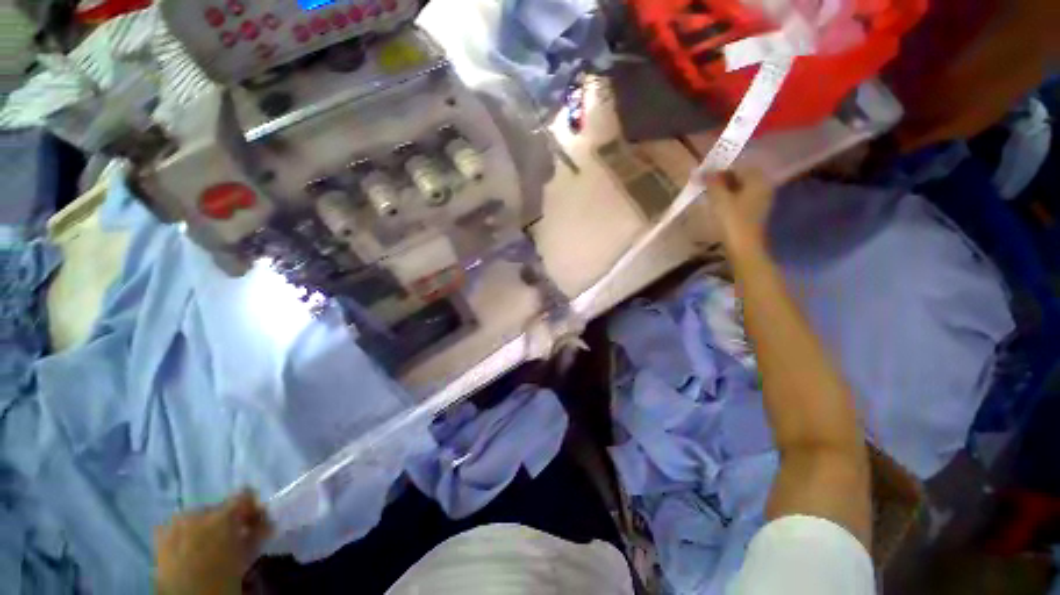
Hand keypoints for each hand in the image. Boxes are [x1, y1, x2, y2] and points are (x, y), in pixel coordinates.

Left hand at [155, 491, 272, 594]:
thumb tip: (267, 519)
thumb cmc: (221, 576)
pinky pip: (178, 524)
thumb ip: (258, 532)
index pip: (245, 494)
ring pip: (199, 515)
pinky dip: (187, 532)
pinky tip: (190, 548)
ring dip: (207, 526)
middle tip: (232, 538)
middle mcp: (200, 511)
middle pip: (220, 507)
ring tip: (210, 546)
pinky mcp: (161, 532)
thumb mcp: (247, 554)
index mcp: (223, 514)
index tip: (255, 522)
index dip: (252, 507)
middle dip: (227, 520)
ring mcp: (177, 522)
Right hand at [703, 167, 775, 253]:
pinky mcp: (754, 211)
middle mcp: (763, 186)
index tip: (702, 176)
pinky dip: (729, 198)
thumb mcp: (719, 199)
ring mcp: (760, 199)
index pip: (737, 166)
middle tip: (704, 185)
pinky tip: (717, 205)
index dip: (719, 169)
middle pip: (740, 176)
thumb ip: (712, 182)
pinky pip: (741, 197)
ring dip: (724, 189)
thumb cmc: (732, 221)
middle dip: (722, 179)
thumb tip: (703, 170)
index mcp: (757, 179)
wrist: (743, 247)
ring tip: (708, 195)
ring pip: (740, 187)